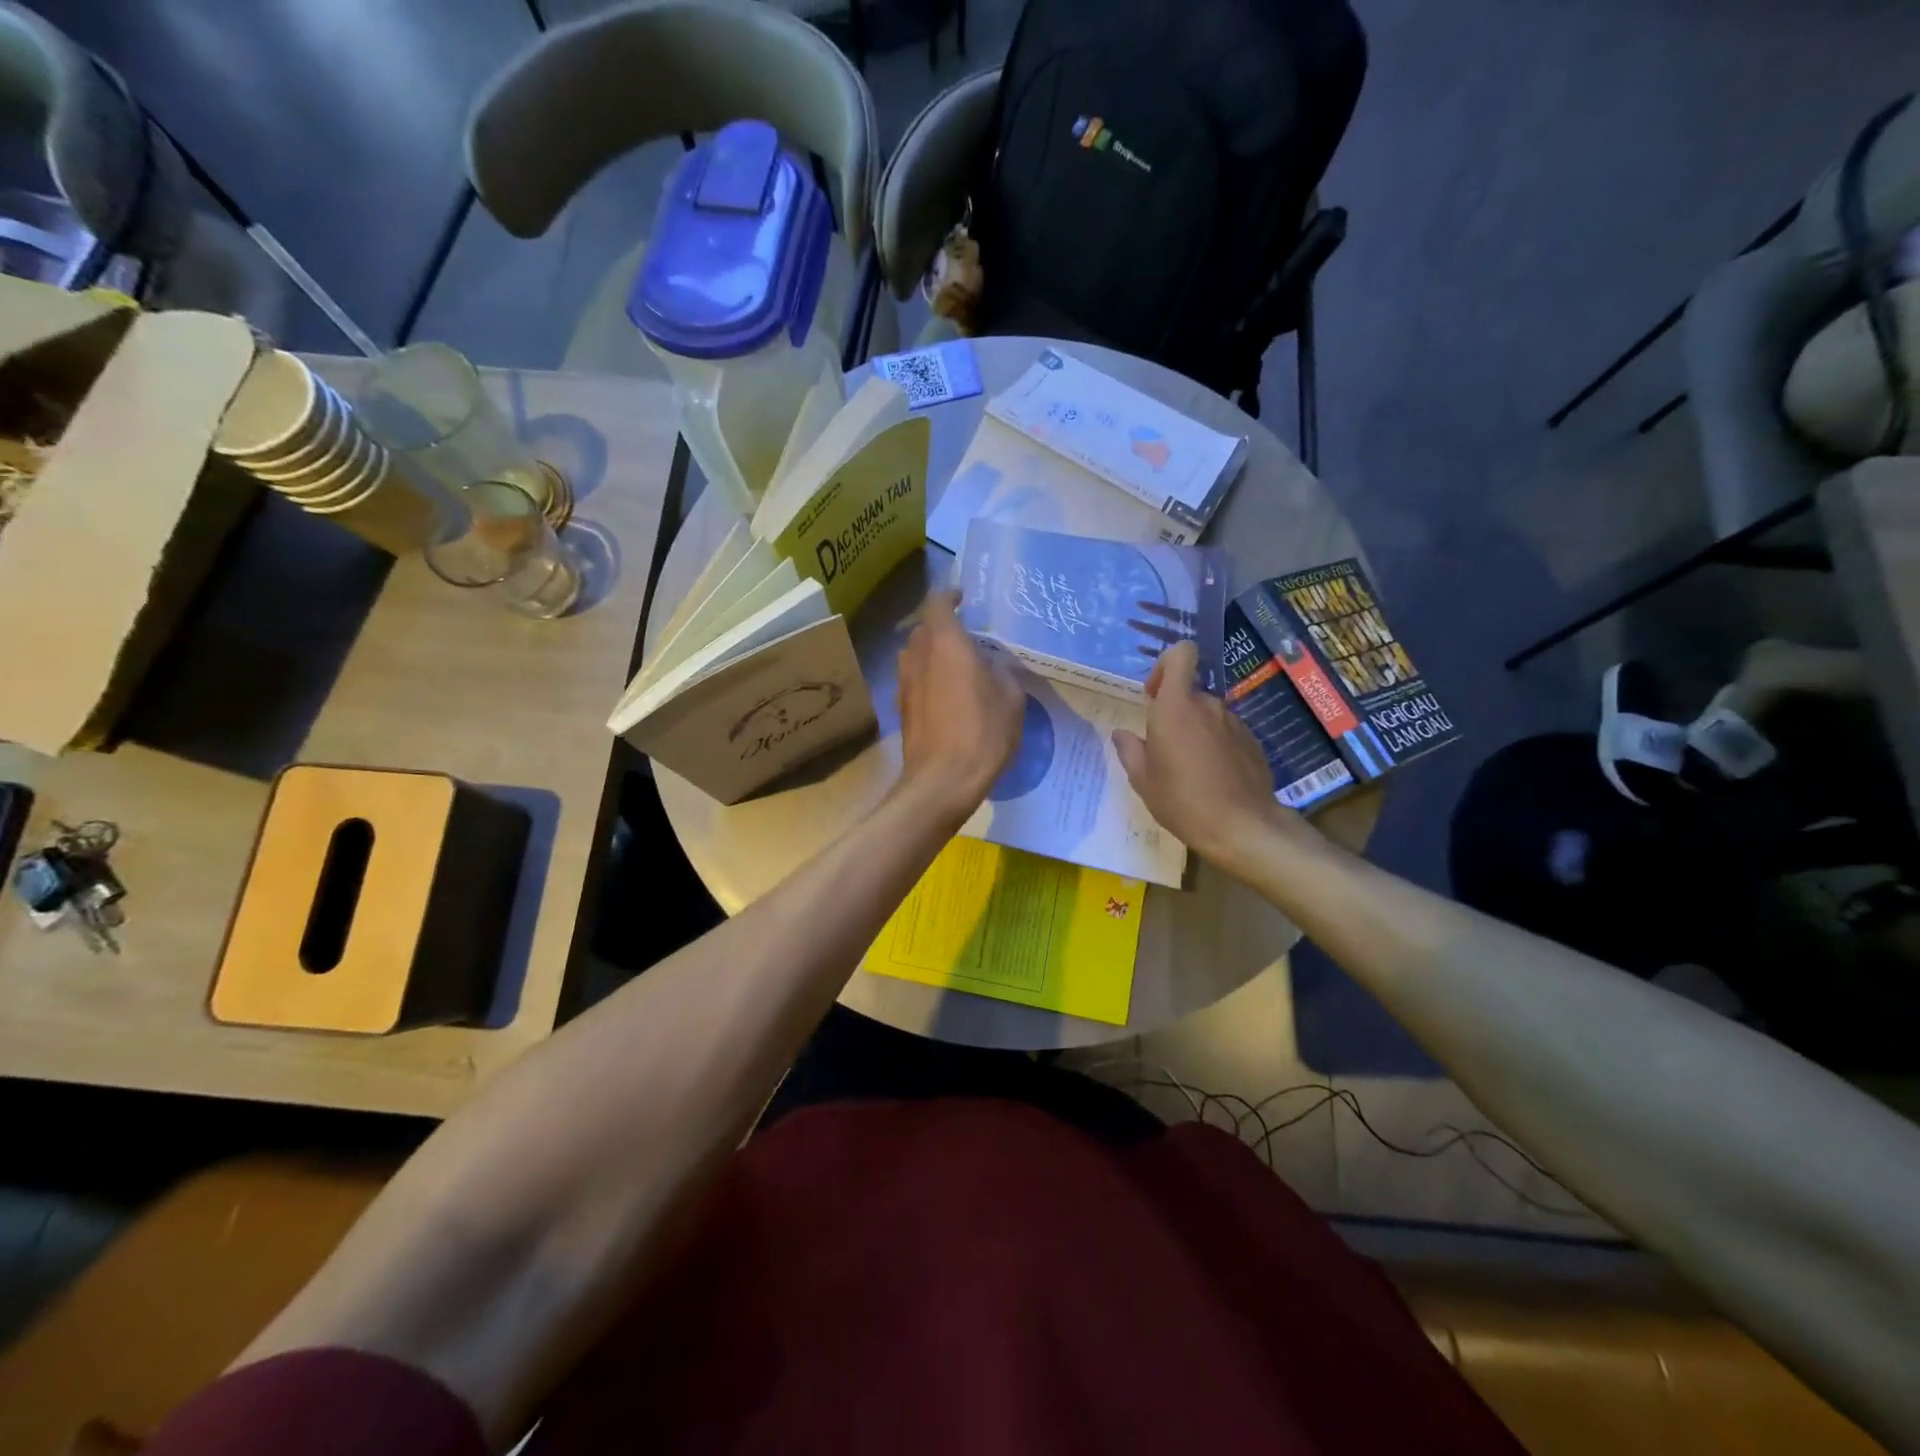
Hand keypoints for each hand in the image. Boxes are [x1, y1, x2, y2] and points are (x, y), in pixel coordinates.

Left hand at [895, 590, 1024, 824]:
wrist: (941, 782)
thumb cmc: (981, 733)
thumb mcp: (1011, 698)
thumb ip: (1003, 671)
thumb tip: (993, 664)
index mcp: (945, 643)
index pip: (938, 603)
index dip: (950, 596)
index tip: (964, 598)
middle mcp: (918, 656)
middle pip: (925, 629)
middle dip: (944, 628)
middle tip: (969, 637)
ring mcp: (904, 683)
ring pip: (916, 655)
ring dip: (934, 654)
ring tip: (960, 667)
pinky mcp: (902, 708)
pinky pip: (915, 680)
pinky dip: (929, 678)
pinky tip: (949, 696)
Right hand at [1112, 640, 1306, 869]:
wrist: (1242, 826)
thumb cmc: (1182, 800)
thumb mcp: (1143, 780)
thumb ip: (1130, 750)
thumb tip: (1122, 735)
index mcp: (1175, 707)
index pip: (1181, 654)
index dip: (1165, 665)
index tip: (1153, 695)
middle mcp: (1207, 706)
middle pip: (1189, 692)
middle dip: (1175, 712)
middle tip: (1164, 749)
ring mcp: (1233, 722)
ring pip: (1207, 715)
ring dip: (1195, 731)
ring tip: (1189, 769)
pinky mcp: (1252, 741)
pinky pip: (1225, 732)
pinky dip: (1216, 746)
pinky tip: (1213, 778)